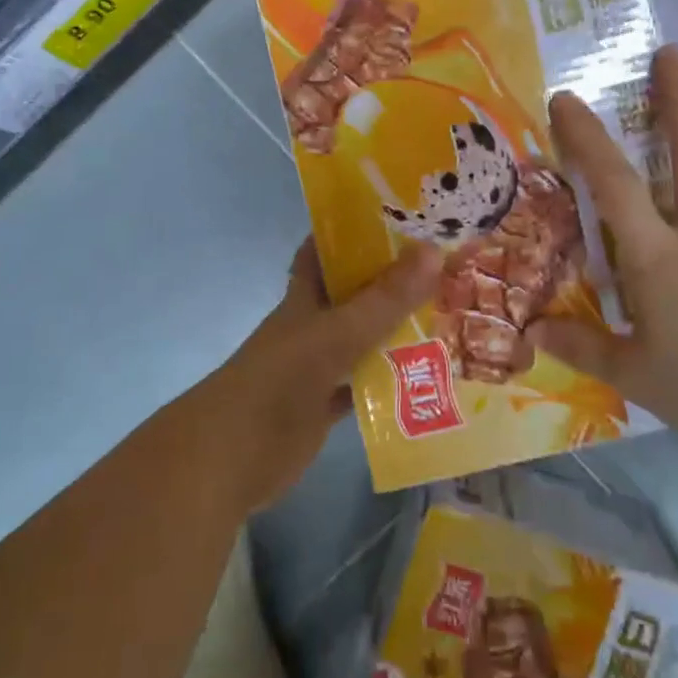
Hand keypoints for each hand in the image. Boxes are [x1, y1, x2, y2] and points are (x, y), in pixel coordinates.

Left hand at [183, 239, 440, 513]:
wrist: (230, 460)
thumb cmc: (277, 384)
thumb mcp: (334, 336)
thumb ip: (384, 300)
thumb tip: (434, 250)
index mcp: (304, 299)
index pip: (324, 251)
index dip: (351, 231)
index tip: (395, 217)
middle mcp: (310, 326)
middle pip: (352, 295)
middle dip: (390, 281)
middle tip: (443, 268)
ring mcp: (316, 368)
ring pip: (362, 340)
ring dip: (395, 331)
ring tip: (447, 316)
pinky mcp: (323, 407)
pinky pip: (363, 386)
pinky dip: (389, 382)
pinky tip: (426, 376)